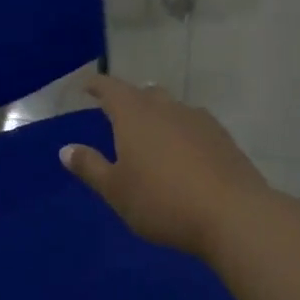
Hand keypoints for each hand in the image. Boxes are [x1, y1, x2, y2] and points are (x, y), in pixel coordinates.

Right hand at [60, 74, 270, 260]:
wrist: (233, 214)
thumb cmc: (162, 201)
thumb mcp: (116, 190)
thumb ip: (90, 167)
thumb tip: (66, 149)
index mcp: (134, 115)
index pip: (110, 88)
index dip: (96, 85)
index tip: (86, 85)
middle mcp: (167, 108)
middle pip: (144, 93)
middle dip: (129, 99)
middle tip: (118, 113)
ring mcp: (199, 120)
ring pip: (172, 107)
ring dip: (158, 114)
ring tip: (151, 134)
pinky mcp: (223, 138)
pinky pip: (193, 125)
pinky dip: (181, 131)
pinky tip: (183, 152)